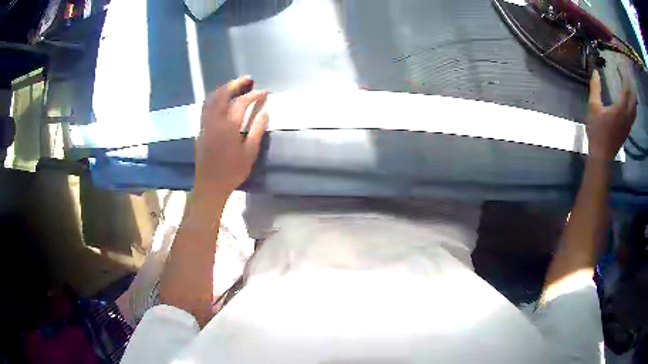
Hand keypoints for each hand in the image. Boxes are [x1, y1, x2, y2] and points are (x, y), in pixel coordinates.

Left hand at [194, 76, 268, 198]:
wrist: (210, 184)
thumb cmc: (232, 171)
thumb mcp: (250, 153)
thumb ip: (257, 130)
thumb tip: (264, 112)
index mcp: (229, 126)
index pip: (241, 103)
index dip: (254, 95)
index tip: (264, 92)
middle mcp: (215, 120)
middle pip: (223, 94)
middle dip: (236, 84)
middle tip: (248, 79)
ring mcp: (206, 123)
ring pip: (212, 98)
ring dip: (223, 88)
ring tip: (235, 85)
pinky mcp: (201, 128)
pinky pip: (206, 106)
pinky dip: (214, 97)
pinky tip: (220, 98)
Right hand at [586, 69, 636, 160]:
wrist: (602, 156)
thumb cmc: (597, 131)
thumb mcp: (593, 107)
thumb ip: (595, 89)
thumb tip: (595, 72)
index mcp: (620, 109)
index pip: (626, 89)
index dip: (624, 77)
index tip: (621, 67)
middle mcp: (627, 116)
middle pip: (633, 99)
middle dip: (631, 86)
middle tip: (628, 75)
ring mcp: (628, 124)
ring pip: (634, 108)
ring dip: (633, 96)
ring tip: (631, 87)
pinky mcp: (627, 130)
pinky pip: (633, 115)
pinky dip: (633, 106)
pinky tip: (631, 103)